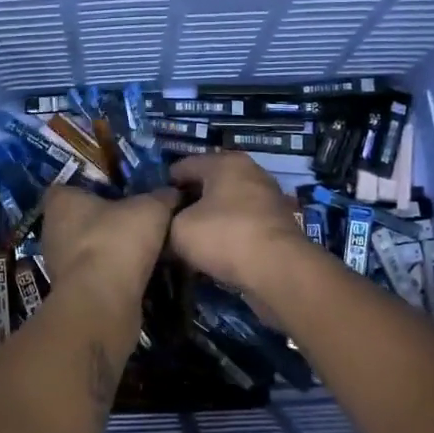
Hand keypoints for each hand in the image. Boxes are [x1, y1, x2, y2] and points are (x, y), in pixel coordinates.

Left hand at [40, 185, 178, 297]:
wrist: (103, 300)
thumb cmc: (117, 239)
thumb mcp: (151, 209)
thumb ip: (162, 197)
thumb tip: (173, 192)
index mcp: (61, 201)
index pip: (68, 188)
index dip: (91, 189)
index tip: (116, 193)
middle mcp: (51, 229)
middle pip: (77, 219)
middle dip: (102, 222)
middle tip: (134, 222)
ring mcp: (56, 264)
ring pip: (84, 249)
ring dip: (107, 251)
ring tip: (139, 251)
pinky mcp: (69, 292)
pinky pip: (91, 275)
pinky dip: (108, 275)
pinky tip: (133, 277)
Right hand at [167, 153, 319, 294]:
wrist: (278, 270)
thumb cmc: (224, 236)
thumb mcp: (179, 230)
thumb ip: (168, 223)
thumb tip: (169, 228)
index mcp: (225, 163)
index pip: (186, 165)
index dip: (167, 183)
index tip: (154, 203)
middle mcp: (250, 173)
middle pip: (210, 184)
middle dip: (190, 201)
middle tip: (169, 222)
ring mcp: (269, 199)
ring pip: (228, 206)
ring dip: (211, 220)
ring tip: (191, 239)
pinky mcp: (279, 226)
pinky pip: (244, 225)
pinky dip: (230, 234)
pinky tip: (216, 252)